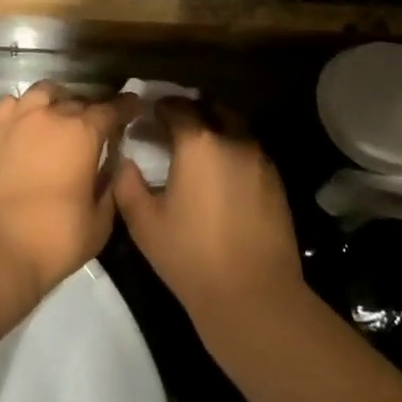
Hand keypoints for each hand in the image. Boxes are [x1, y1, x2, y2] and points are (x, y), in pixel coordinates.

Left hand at [0, 80, 139, 302]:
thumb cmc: (54, 239)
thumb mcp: (99, 222)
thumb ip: (110, 187)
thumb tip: (110, 168)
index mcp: (82, 134)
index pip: (111, 109)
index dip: (125, 106)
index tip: (133, 106)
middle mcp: (50, 116)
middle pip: (77, 101)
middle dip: (90, 111)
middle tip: (93, 127)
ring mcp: (16, 120)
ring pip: (42, 92)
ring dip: (56, 101)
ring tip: (58, 116)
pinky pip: (9, 105)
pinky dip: (22, 109)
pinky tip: (24, 122)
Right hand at [112, 100, 304, 345]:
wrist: (253, 296)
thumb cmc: (191, 256)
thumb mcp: (143, 222)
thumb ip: (127, 183)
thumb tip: (125, 160)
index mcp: (198, 143)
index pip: (176, 106)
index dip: (159, 107)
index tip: (148, 116)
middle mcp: (232, 140)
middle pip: (212, 108)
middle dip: (192, 109)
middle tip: (175, 126)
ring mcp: (260, 159)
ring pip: (236, 128)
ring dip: (217, 128)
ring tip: (201, 150)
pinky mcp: (276, 181)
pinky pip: (250, 152)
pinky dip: (234, 151)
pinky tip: (224, 175)